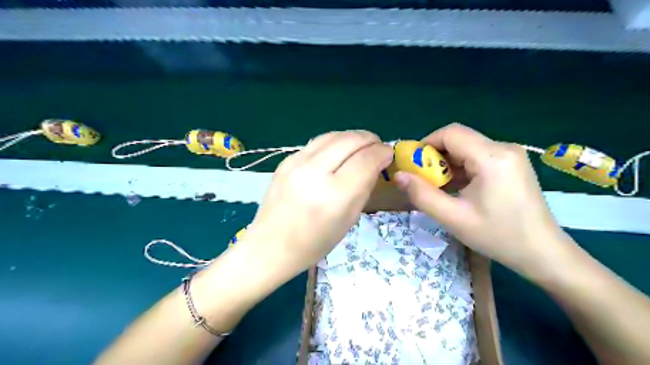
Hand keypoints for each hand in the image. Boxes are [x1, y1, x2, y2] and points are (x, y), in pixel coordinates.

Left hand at [243, 131, 389, 273]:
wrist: (271, 246)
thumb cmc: (314, 243)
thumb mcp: (348, 220)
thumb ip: (364, 188)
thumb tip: (375, 163)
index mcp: (334, 195)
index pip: (366, 159)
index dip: (382, 152)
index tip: (388, 154)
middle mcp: (315, 173)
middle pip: (351, 140)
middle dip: (370, 139)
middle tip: (377, 147)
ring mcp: (296, 163)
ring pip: (333, 135)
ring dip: (353, 137)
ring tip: (361, 145)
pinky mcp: (285, 160)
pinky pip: (317, 142)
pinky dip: (334, 143)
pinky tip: (338, 152)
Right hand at [393, 125, 569, 276]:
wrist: (543, 253)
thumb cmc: (498, 236)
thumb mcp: (453, 218)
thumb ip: (422, 194)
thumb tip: (398, 175)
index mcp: (492, 157)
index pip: (451, 133)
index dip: (426, 144)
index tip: (413, 164)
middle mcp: (504, 148)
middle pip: (459, 138)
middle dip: (435, 155)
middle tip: (423, 179)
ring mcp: (510, 155)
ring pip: (467, 147)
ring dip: (448, 163)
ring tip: (438, 186)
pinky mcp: (512, 164)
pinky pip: (479, 156)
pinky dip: (461, 168)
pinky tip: (457, 187)